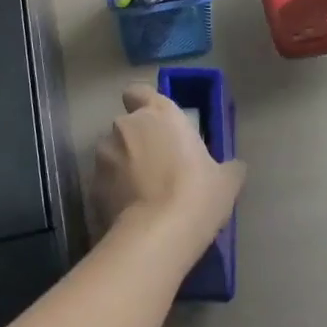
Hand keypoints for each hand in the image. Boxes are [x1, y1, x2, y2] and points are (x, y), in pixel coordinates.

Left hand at [92, 85, 244, 252]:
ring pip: (112, 153)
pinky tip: (129, 214)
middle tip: (157, 167)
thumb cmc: (196, 194)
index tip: (155, 124)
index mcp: (158, 113)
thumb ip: (228, 167)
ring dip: (122, 166)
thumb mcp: (226, 181)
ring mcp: (104, 155)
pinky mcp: (91, 186)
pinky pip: (103, 183)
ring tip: (141, 195)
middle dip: (136, 142)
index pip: (138, 91)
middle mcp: (126, 126)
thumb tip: (235, 167)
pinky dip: (113, 193)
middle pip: (127, 126)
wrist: (157, 235)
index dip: (142, 104)